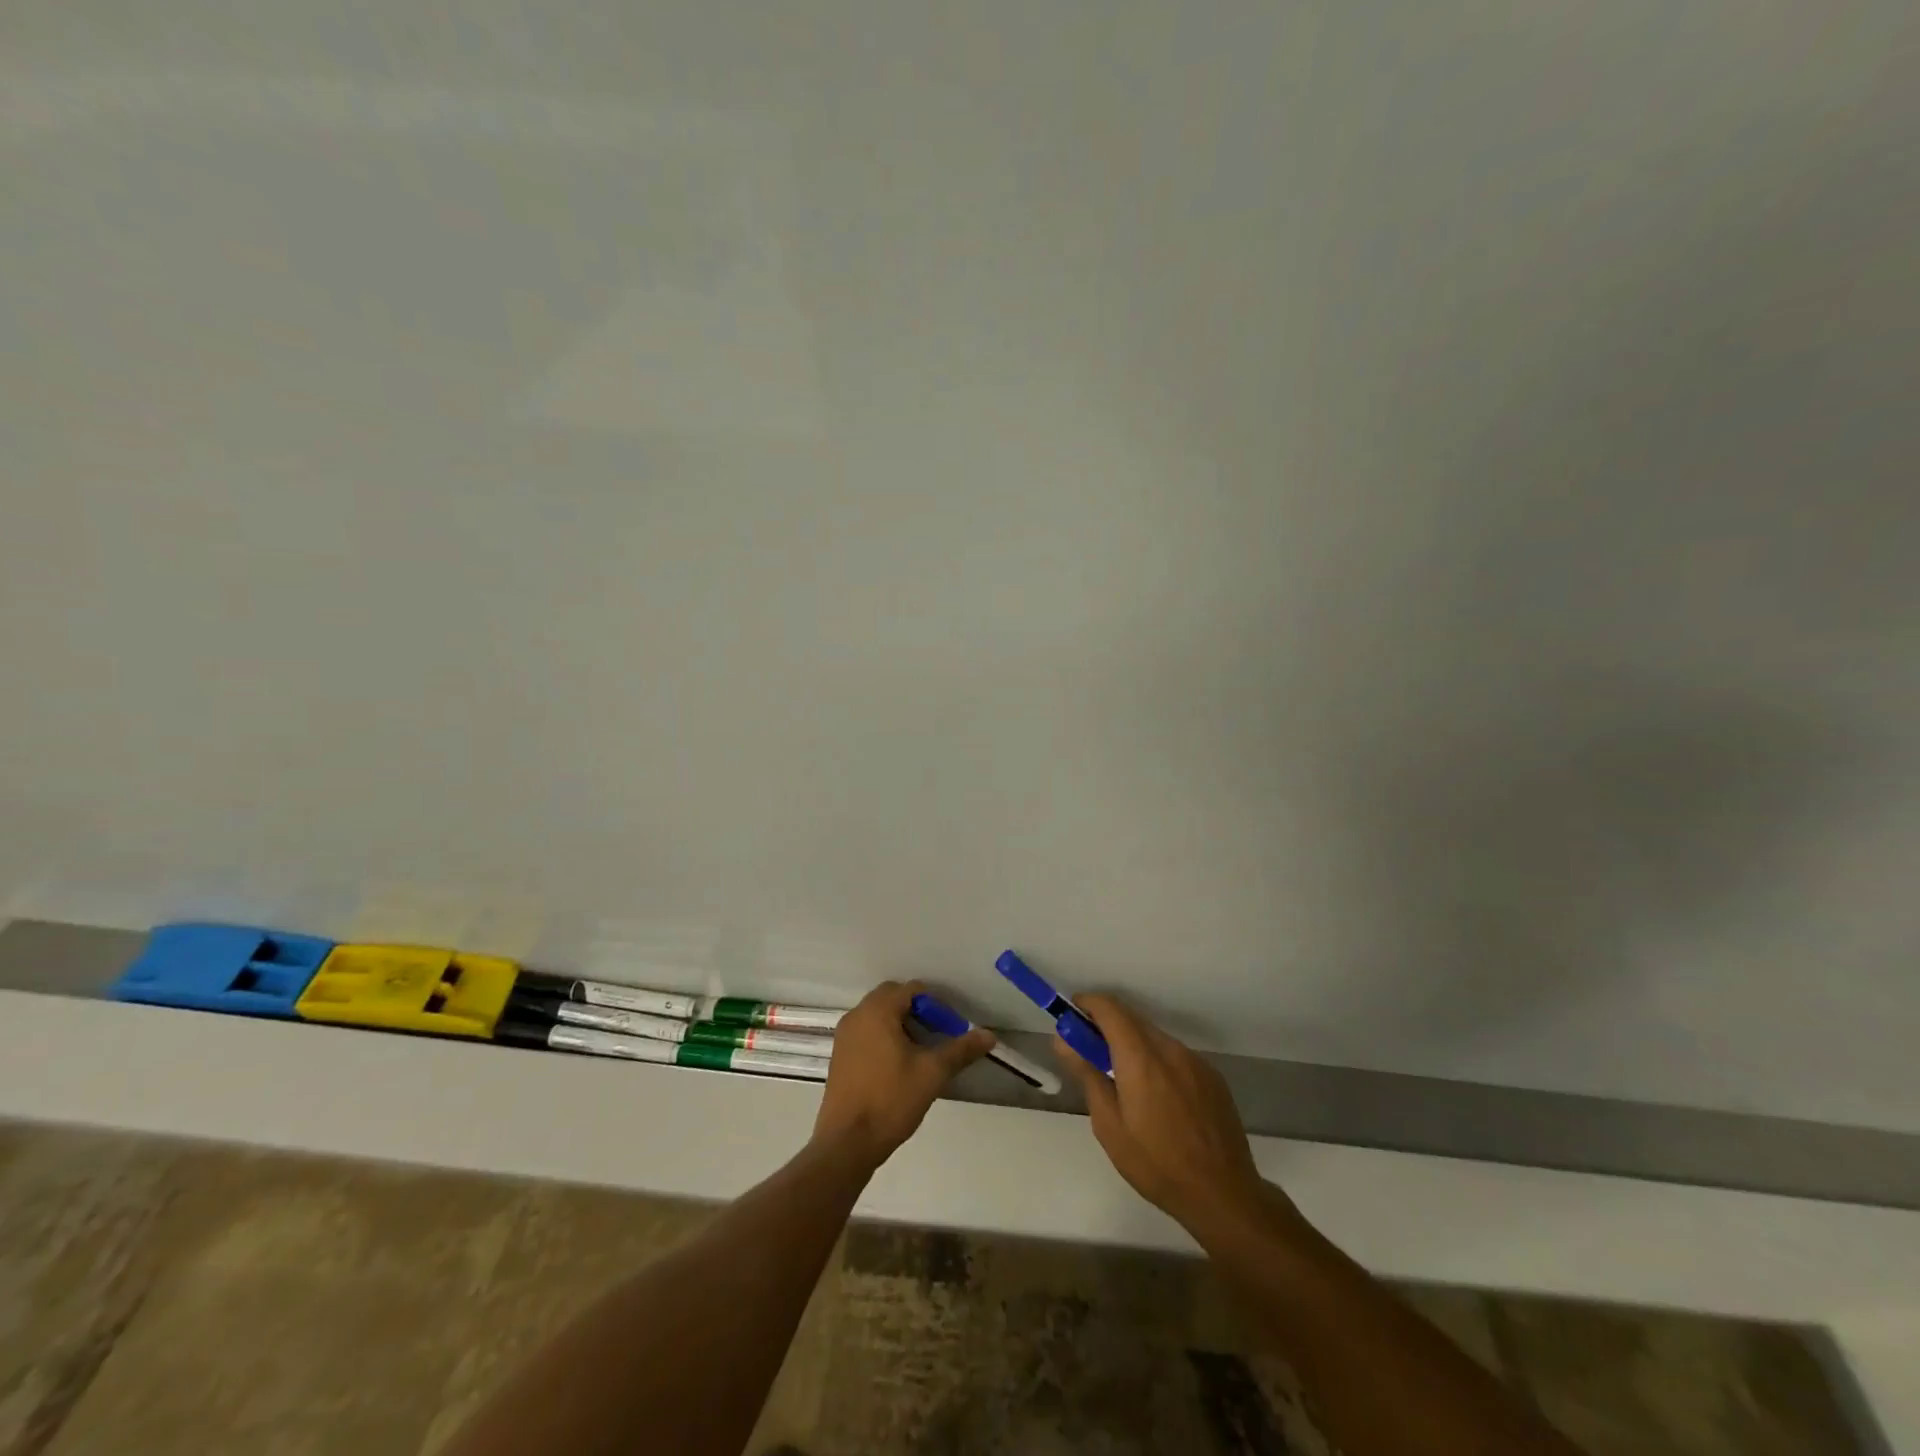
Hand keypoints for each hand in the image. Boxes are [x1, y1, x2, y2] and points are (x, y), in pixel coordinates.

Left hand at [814, 980, 995, 1168]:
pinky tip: (897, 1066)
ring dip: (900, 1024)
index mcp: (877, 1011)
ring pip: (878, 1015)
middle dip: (917, 1011)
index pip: (911, 990)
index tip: (949, 1029)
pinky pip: (866, 1032)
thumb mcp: (932, 1073)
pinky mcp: (839, 1055)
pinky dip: (884, 1037)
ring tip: (920, 1052)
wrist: (847, 1143)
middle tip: (936, 1036)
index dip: (935, 1005)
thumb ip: (961, 1050)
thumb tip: (989, 1035)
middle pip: (892, 998)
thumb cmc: (891, 1100)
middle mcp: (857, 1015)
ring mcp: (844, 1035)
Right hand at [1053, 994, 1270, 1237]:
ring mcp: (1195, 1061)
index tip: (1072, 1015)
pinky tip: (1158, 1097)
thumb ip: (1087, 1074)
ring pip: (1155, 1038)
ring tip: (1124, 1082)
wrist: (1223, 1194)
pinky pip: (1176, 1056)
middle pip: (1132, 1019)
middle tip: (1090, 1051)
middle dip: (1107, 1026)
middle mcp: (1170, 1049)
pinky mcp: (1213, 1077)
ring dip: (1133, 1044)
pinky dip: (1157, 1061)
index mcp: (1141, 1057)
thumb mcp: (1109, 1124)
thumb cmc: (1156, 1163)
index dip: (1088, 1004)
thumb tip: (1063, 1040)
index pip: (1110, 1008)